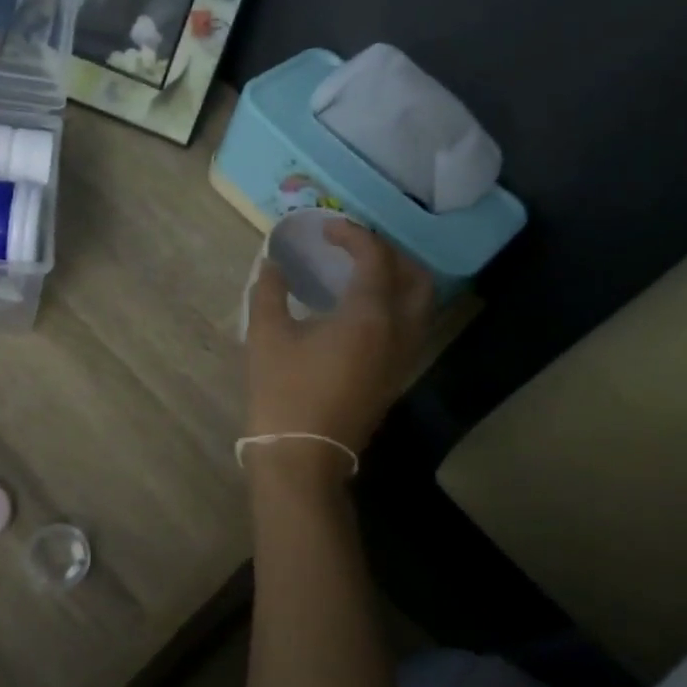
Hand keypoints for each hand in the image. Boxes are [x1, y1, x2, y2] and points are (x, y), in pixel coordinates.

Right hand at [246, 221, 433, 475]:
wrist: (302, 457)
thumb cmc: (283, 392)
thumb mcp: (266, 336)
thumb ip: (270, 291)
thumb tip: (271, 264)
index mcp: (369, 316)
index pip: (375, 258)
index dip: (354, 235)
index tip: (327, 229)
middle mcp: (398, 332)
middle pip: (415, 277)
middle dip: (389, 253)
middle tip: (355, 248)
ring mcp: (402, 358)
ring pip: (421, 304)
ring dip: (399, 279)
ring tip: (362, 273)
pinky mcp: (396, 377)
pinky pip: (411, 327)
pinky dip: (397, 305)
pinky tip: (362, 309)